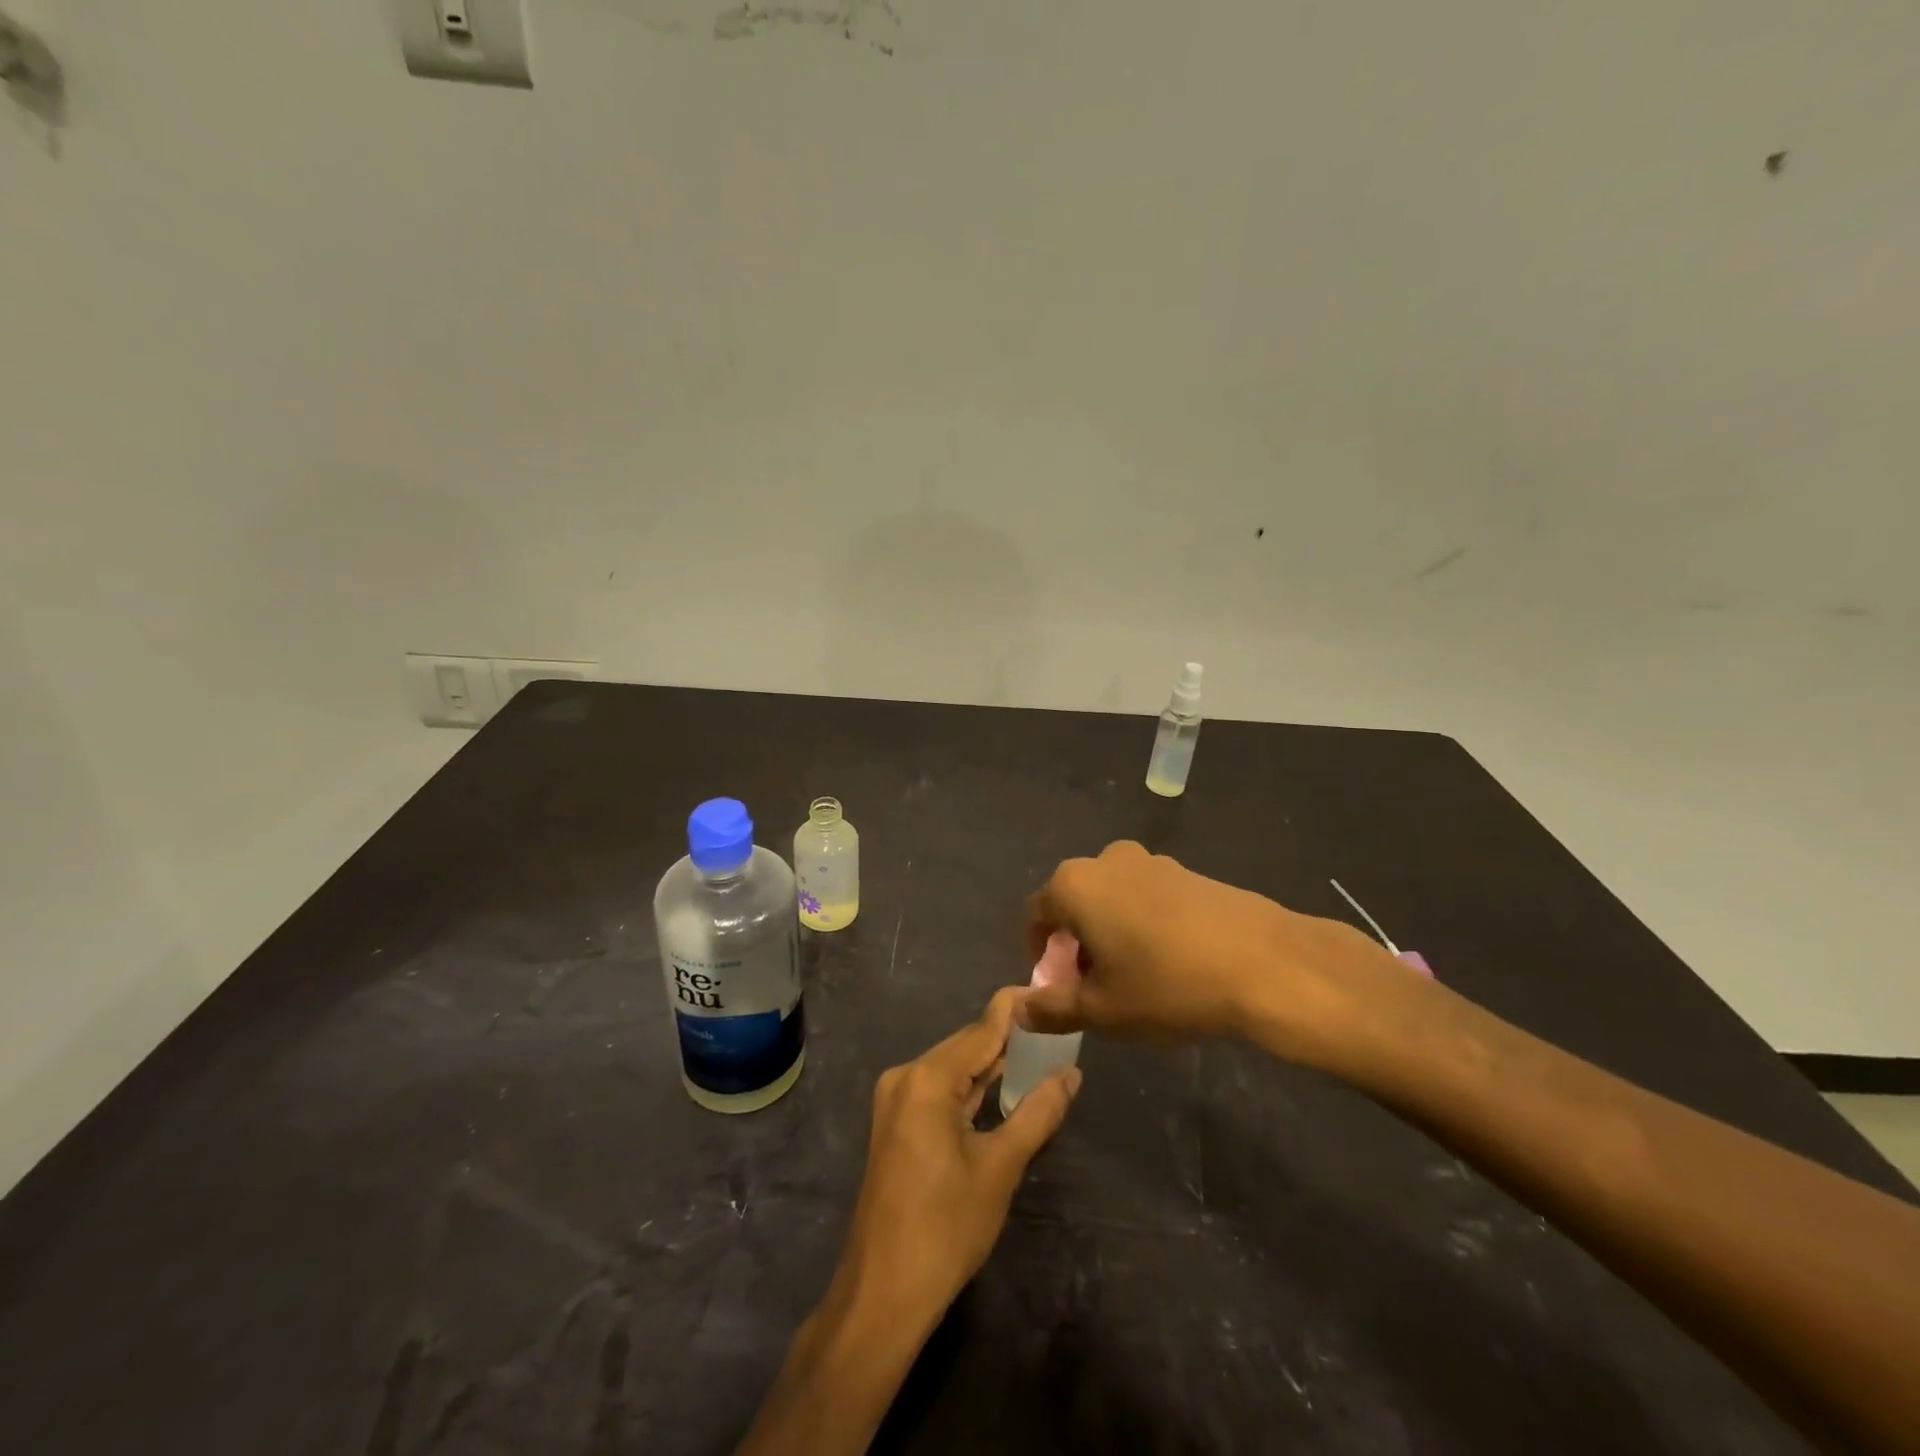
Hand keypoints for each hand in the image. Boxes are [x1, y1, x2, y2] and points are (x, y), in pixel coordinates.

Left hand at [833, 988, 1080, 1324]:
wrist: (883, 1291)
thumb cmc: (945, 1227)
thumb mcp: (1000, 1167)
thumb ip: (1038, 1112)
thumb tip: (1071, 1073)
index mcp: (927, 1078)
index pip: (982, 1028)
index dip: (1016, 1009)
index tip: (1049, 992)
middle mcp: (906, 1076)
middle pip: (966, 1044)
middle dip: (1009, 1038)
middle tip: (1055, 1030)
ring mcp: (897, 1099)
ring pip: (954, 1067)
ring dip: (992, 1064)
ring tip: (1040, 1053)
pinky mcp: (896, 1121)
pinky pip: (940, 1089)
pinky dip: (971, 1087)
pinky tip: (1002, 1087)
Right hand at [1021, 841, 1400, 1063]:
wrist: (1266, 963)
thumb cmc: (1168, 985)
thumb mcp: (1103, 1010)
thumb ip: (1052, 1007)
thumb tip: (1018, 1008)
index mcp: (1075, 885)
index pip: (1037, 914)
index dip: (1041, 954)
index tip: (1060, 987)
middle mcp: (1106, 860)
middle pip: (1074, 902)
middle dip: (1076, 944)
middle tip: (1095, 987)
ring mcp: (1150, 861)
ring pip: (1111, 899)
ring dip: (1109, 933)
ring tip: (1135, 978)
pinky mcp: (1186, 871)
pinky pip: (1146, 896)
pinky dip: (1142, 923)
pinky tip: (1170, 961)